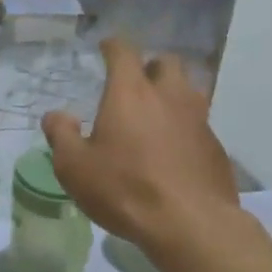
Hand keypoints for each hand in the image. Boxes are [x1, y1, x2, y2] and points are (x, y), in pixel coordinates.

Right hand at [42, 40, 238, 252]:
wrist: (190, 224)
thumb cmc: (125, 189)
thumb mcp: (75, 167)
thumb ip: (62, 136)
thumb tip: (56, 116)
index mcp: (131, 93)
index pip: (123, 52)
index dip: (113, 47)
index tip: (106, 48)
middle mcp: (169, 96)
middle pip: (167, 62)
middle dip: (150, 65)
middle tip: (136, 82)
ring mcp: (198, 120)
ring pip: (189, 90)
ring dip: (173, 94)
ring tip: (157, 114)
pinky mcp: (215, 146)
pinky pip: (199, 124)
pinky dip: (185, 127)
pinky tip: (174, 150)